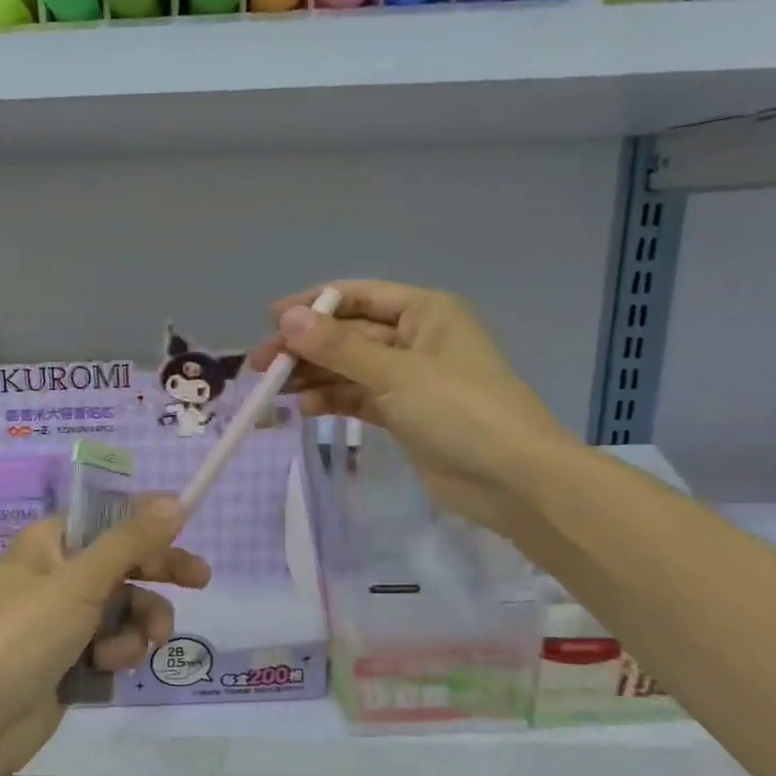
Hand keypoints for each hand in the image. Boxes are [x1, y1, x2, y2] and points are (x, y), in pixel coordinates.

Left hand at [0, 498, 209, 775]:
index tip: (186, 520)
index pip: (107, 518)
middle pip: (122, 562)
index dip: (145, 519)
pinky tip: (107, 667)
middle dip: (158, 573)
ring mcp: (63, 619)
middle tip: (201, 580)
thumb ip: (131, 542)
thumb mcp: (80, 582)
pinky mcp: (71, 658)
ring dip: (139, 623)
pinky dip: (118, 652)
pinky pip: (113, 642)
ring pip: (124, 607)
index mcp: (49, 543)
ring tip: (142, 644)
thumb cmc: (23, 636)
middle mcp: (57, 574)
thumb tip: (175, 500)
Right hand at [247, 279, 578, 530]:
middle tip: (261, 365)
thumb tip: (287, 319)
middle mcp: (415, 338)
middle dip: (306, 347)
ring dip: (313, 376)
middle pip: (349, 334)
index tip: (271, 321)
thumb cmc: (460, 411)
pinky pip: (359, 397)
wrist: (514, 479)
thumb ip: (339, 348)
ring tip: (274, 390)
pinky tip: (304, 408)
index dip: (314, 305)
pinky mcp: (405, 414)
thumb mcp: (396, 373)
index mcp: (424, 311)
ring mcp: (410, 379)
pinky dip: (333, 400)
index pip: (358, 296)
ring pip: (350, 368)